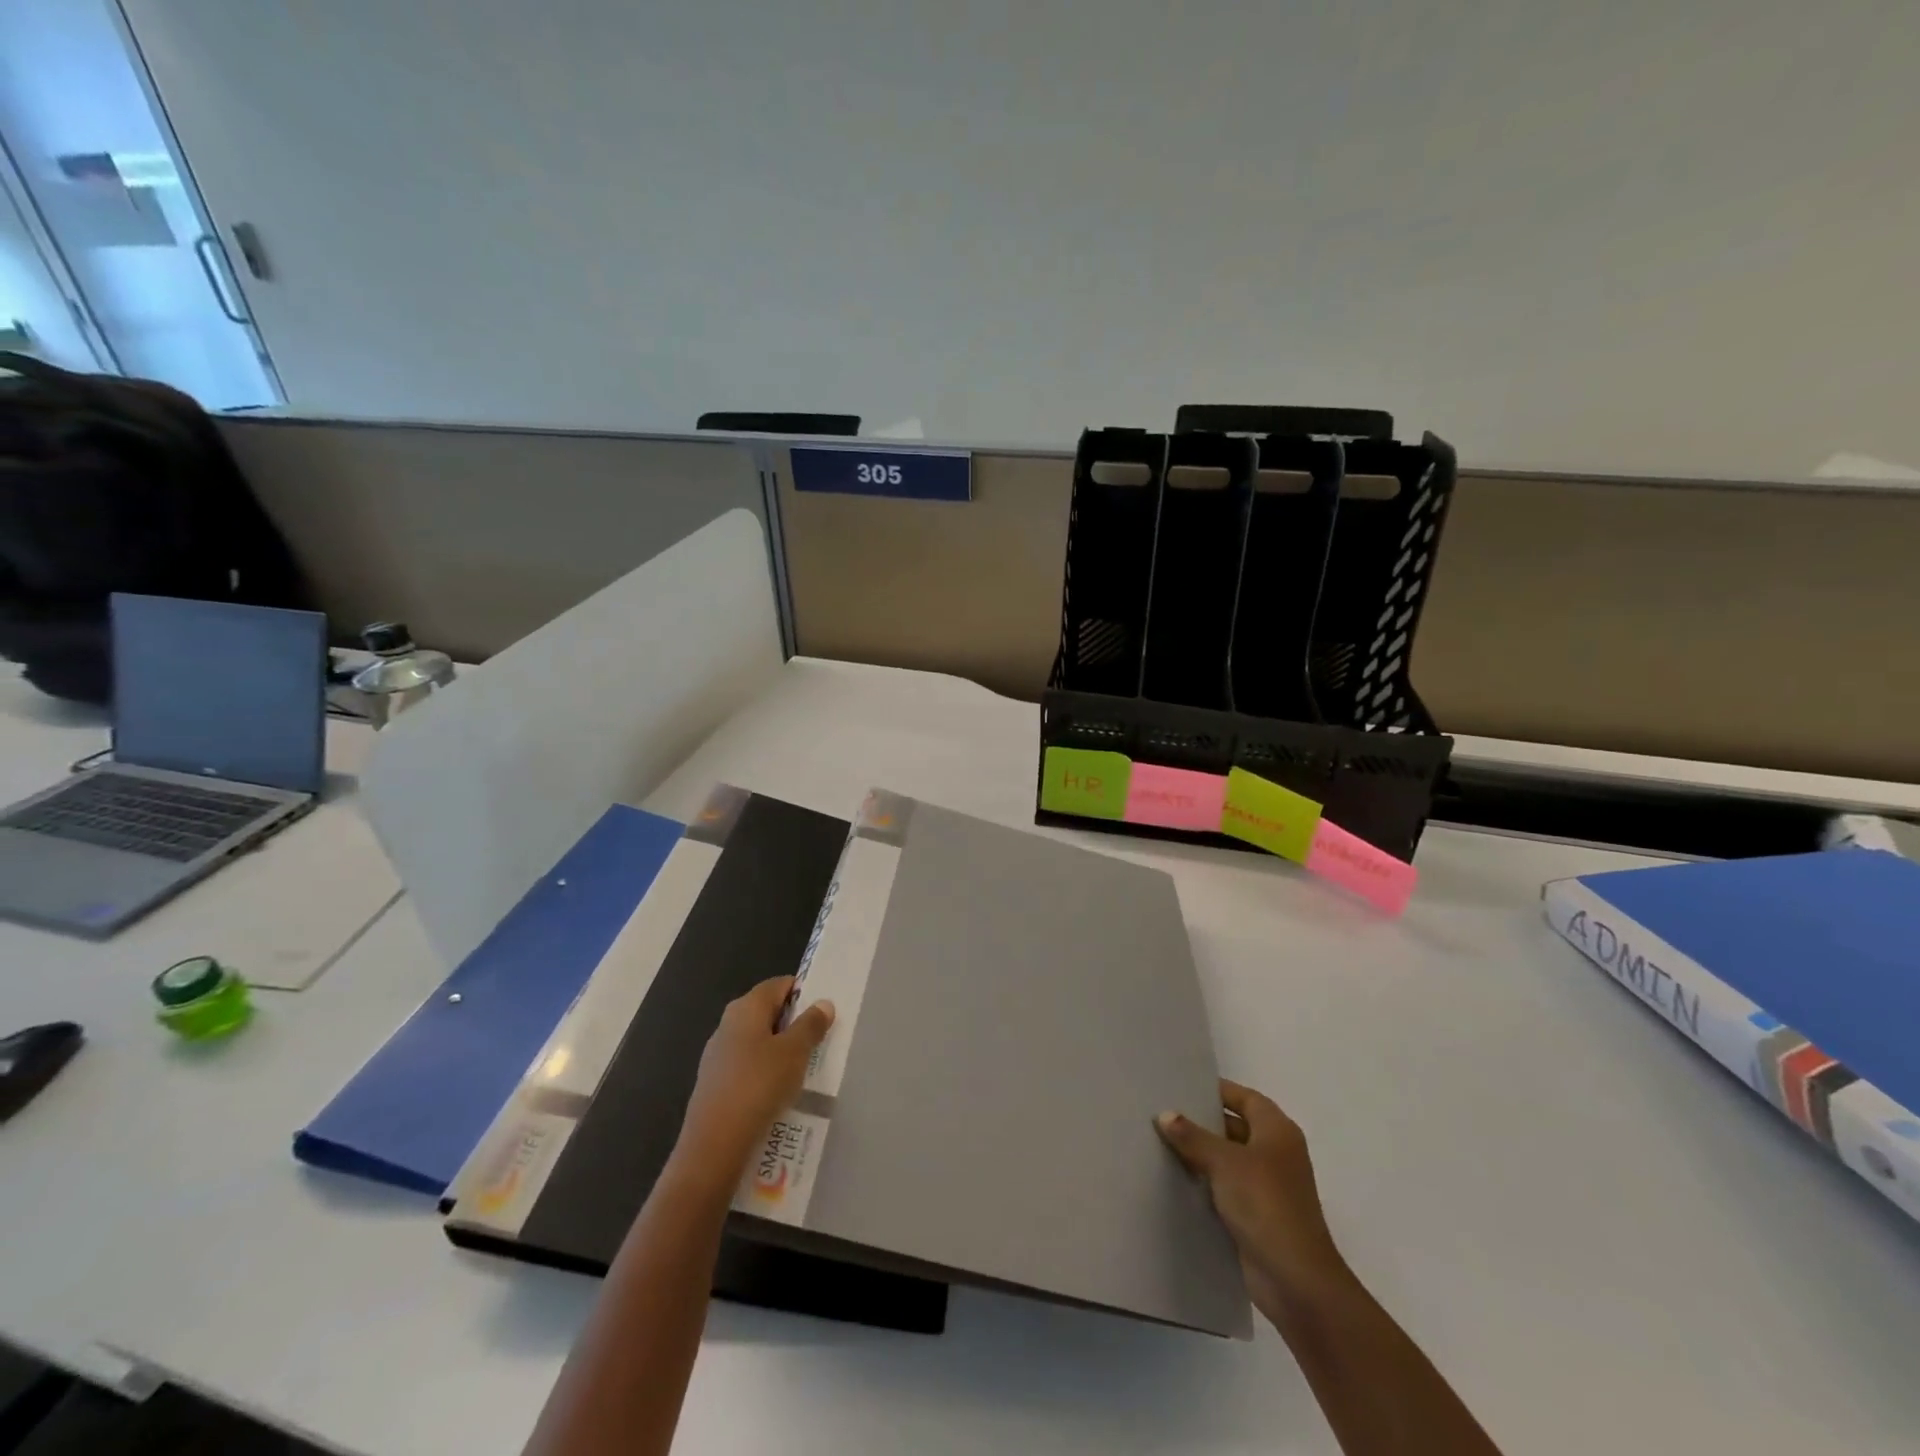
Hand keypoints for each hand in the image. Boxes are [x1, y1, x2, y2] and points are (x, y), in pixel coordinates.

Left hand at [674, 977, 833, 1188]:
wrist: (714, 1144)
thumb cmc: (759, 1085)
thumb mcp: (795, 1052)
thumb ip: (811, 1025)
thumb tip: (822, 1003)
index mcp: (746, 1007)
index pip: (779, 984)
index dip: (803, 993)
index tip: (823, 1012)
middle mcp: (728, 1024)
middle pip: (767, 1012)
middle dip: (793, 1023)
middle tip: (819, 1041)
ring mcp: (718, 1054)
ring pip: (758, 1041)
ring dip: (780, 1050)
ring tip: (803, 1070)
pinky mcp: (715, 1083)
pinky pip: (748, 1067)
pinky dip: (765, 1073)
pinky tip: (778, 1093)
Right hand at [1157, 1079, 1352, 1325]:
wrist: (1296, 1281)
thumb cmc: (1265, 1205)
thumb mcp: (1224, 1162)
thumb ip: (1192, 1136)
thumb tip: (1165, 1114)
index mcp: (1277, 1131)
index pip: (1244, 1098)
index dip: (1217, 1091)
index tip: (1182, 1087)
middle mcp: (1276, 1153)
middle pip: (1236, 1126)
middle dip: (1203, 1122)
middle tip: (1164, 1114)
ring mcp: (1269, 1186)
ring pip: (1229, 1159)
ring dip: (1202, 1155)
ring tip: (1162, 1143)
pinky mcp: (1258, 1215)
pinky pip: (1227, 1187)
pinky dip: (1206, 1182)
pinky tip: (1177, 1180)